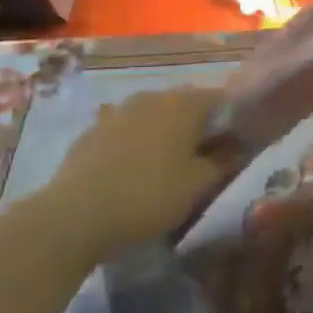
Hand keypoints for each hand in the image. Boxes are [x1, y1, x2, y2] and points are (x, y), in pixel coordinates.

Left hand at [42, 88, 232, 251]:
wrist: (75, 216)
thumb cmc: (149, 196)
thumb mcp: (198, 185)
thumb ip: (223, 161)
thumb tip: (238, 147)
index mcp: (184, 104)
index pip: (220, 99)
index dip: (232, 120)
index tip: (235, 145)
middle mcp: (152, 97)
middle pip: (186, 105)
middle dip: (198, 127)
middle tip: (204, 159)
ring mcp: (118, 111)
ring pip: (154, 116)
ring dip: (165, 134)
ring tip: (167, 166)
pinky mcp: (93, 130)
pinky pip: (127, 131)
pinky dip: (137, 144)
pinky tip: (133, 171)